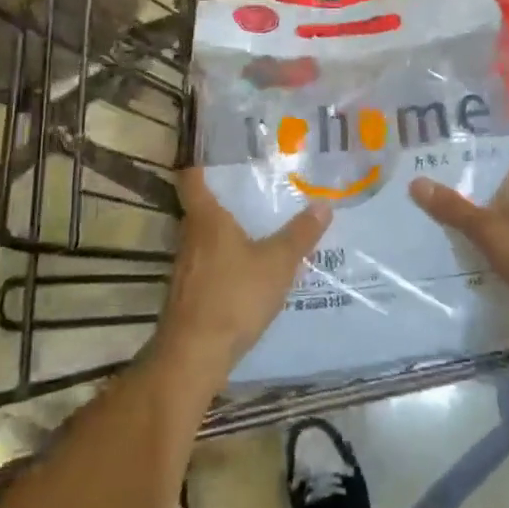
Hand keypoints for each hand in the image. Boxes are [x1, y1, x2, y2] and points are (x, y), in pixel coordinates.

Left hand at [154, 168, 330, 392]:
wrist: (194, 356)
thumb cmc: (234, 296)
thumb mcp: (277, 263)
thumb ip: (300, 235)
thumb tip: (324, 204)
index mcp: (206, 218)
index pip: (192, 177)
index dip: (200, 161)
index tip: (215, 151)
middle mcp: (189, 236)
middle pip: (199, 207)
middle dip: (222, 197)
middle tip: (252, 186)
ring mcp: (184, 267)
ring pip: (202, 237)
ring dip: (223, 232)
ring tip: (254, 226)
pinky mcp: (186, 293)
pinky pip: (205, 264)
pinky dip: (222, 260)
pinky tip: (244, 271)